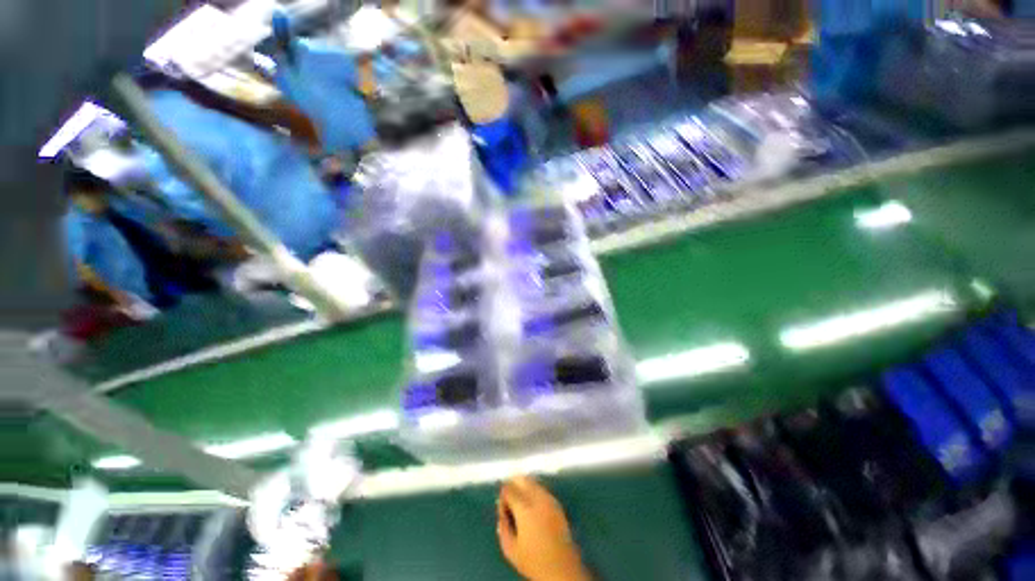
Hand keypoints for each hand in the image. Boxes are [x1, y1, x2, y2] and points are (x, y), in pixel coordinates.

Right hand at [497, 476, 591, 580]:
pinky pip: (542, 489)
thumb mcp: (510, 549)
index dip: (502, 494)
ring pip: (533, 481)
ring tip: (519, 500)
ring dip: (524, 485)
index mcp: (525, 508)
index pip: (509, 489)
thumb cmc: (533, 561)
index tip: (501, 503)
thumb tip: (501, 510)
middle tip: (508, 496)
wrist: (562, 569)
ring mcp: (550, 499)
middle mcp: (538, 498)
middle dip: (513, 483)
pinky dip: (534, 490)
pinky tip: (532, 504)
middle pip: (522, 479)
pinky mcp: (557, 503)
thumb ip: (503, 526)